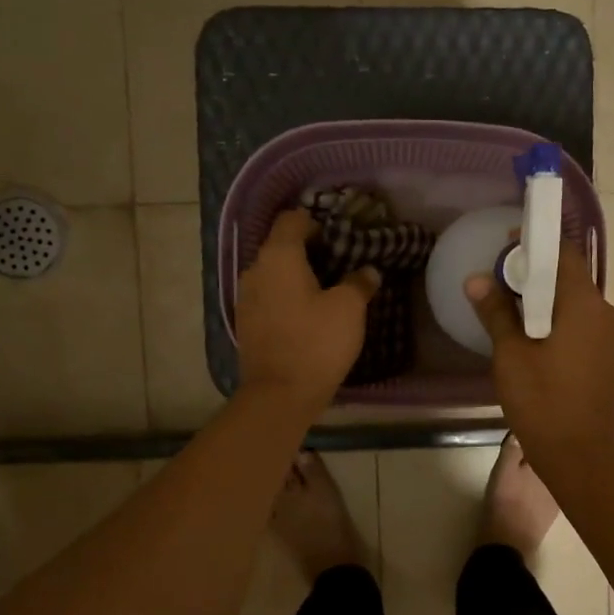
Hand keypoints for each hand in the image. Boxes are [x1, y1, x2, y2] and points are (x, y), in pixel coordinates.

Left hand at [237, 211, 379, 413]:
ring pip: (273, 274)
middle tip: (338, 264)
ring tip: (324, 292)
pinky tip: (306, 315)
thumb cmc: (317, 342)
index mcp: (278, 256)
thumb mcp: (349, 309)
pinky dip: (286, 298)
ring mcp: (245, 298)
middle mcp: (255, 270)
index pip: (291, 220)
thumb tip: (367, 271)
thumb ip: (359, 283)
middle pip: (280, 247)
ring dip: (296, 277)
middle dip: (307, 251)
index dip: (315, 222)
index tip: (338, 238)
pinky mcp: (246, 324)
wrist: (280, 394)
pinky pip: (268, 298)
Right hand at [465, 243, 613, 471]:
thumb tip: (476, 280)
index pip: (565, 254)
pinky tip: (538, 344)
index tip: (508, 244)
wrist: (584, 458)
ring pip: (578, 306)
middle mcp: (608, 314)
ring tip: (514, 316)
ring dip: (548, 303)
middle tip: (501, 284)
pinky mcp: (613, 361)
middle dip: (537, 276)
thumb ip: (496, 313)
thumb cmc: (543, 403)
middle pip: (571, 280)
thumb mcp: (511, 356)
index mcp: (584, 306)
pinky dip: (561, 324)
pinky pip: (585, 328)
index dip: (537, 243)